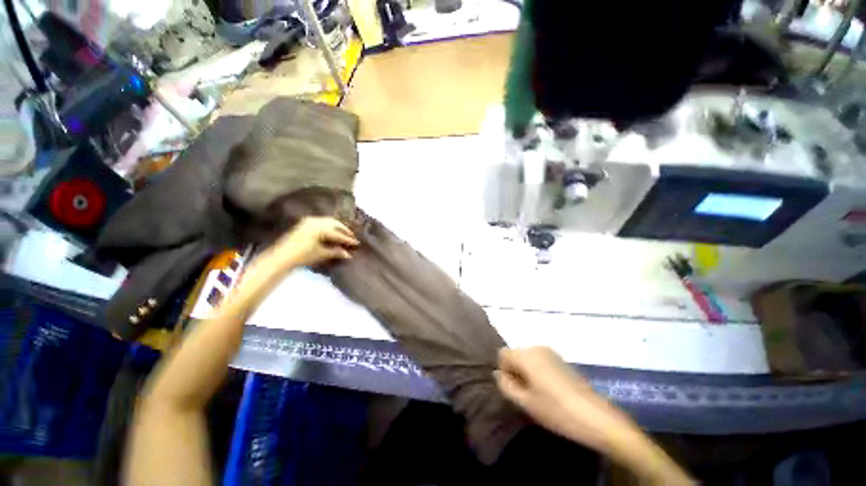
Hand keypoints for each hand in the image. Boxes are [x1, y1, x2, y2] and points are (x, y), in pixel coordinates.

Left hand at [270, 217, 358, 267]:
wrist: (282, 256)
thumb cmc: (303, 255)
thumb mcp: (321, 254)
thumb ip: (336, 252)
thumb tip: (348, 254)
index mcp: (321, 228)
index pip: (338, 234)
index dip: (348, 239)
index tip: (357, 243)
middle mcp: (316, 221)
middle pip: (335, 223)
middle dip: (344, 229)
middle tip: (352, 236)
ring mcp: (309, 221)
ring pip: (328, 221)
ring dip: (337, 226)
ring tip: (343, 233)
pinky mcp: (304, 223)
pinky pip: (321, 221)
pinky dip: (328, 225)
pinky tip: (331, 231)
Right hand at [495, 347, 613, 447]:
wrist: (596, 417)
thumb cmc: (556, 410)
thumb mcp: (526, 403)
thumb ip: (506, 385)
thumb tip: (498, 374)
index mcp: (525, 355)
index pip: (502, 354)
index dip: (504, 371)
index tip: (515, 389)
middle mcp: (536, 347)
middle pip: (516, 354)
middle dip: (516, 371)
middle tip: (526, 394)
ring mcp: (551, 352)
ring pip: (528, 358)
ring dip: (527, 372)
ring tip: (539, 394)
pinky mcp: (562, 360)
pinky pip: (541, 360)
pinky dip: (539, 371)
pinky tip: (551, 390)